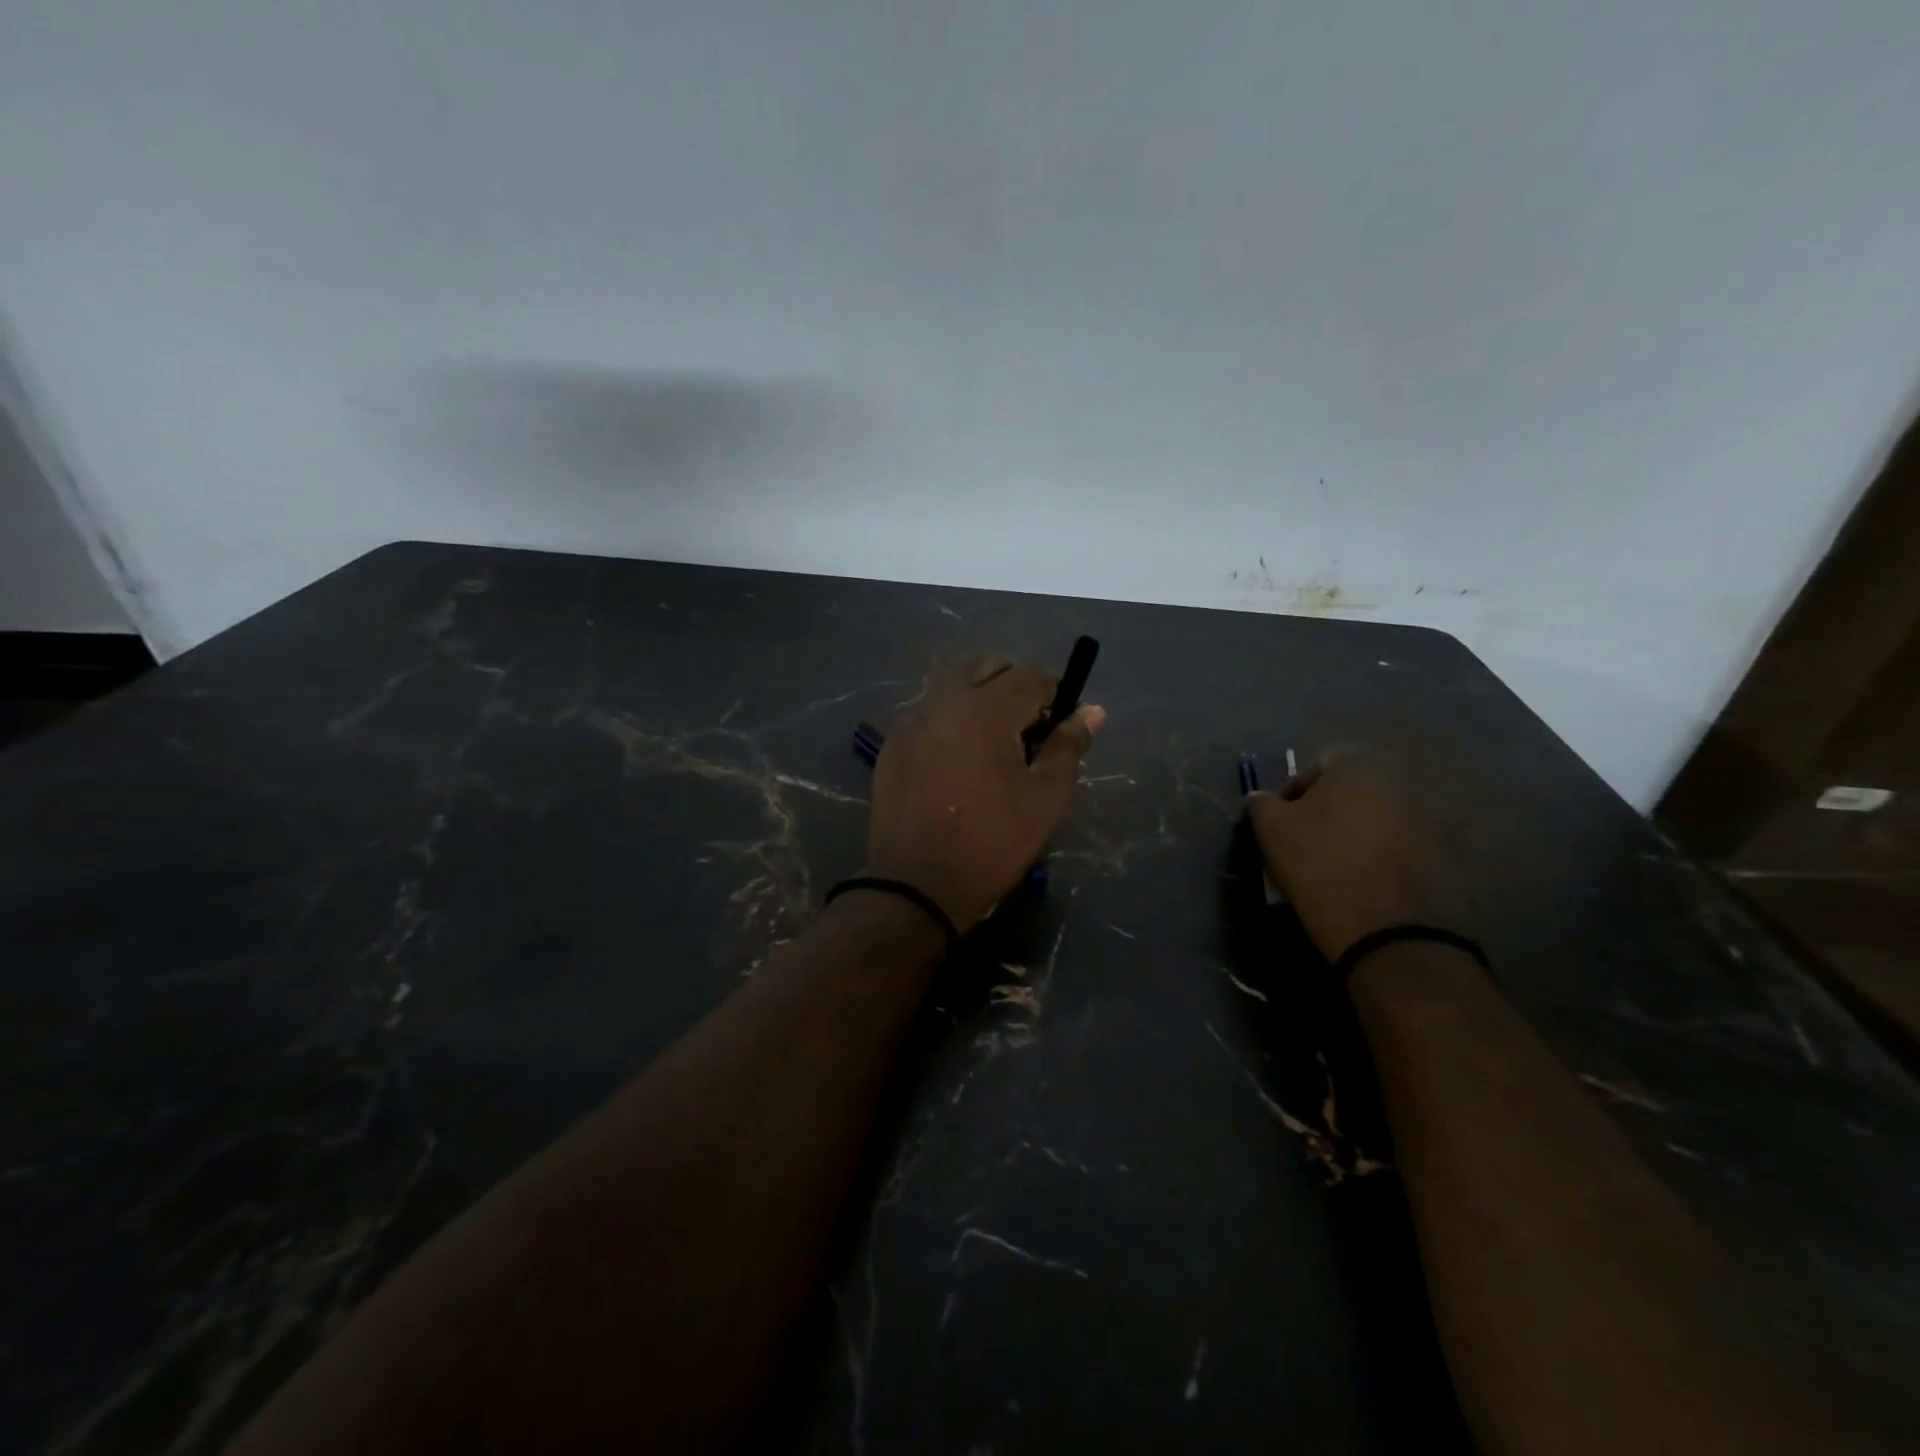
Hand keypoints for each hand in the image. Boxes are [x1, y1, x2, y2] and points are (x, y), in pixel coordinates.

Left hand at [867, 656, 1104, 931]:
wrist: (916, 885)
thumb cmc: (991, 844)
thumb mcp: (1044, 799)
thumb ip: (1068, 747)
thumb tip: (1092, 711)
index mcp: (985, 710)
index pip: (1031, 676)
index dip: (1055, 695)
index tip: (1061, 725)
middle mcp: (943, 701)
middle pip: (986, 666)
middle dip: (1014, 684)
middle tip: (1027, 728)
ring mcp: (911, 720)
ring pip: (952, 683)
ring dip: (979, 695)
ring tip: (992, 742)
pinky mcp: (892, 743)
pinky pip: (928, 710)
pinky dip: (950, 717)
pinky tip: (957, 757)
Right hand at [1246, 747, 1464, 960]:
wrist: (1393, 933)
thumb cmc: (1322, 866)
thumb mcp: (1271, 831)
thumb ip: (1261, 803)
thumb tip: (1264, 798)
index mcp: (1362, 763)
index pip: (1317, 765)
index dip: (1293, 795)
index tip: (1282, 827)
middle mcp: (1406, 779)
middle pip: (1354, 790)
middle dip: (1330, 812)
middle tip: (1308, 845)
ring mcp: (1436, 817)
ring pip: (1381, 818)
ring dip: (1360, 834)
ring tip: (1340, 869)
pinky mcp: (1454, 856)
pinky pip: (1407, 847)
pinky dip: (1387, 859)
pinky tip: (1369, 885)